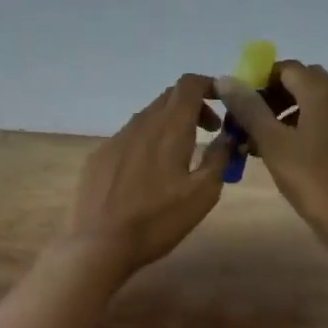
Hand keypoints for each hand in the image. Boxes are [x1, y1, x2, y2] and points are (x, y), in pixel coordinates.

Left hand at [65, 74, 229, 275]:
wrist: (100, 243)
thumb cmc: (158, 220)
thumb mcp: (203, 193)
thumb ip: (219, 158)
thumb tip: (228, 137)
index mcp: (170, 127)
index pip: (189, 84)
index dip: (209, 84)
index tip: (224, 102)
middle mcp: (141, 124)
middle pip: (169, 97)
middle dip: (194, 106)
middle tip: (209, 131)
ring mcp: (116, 138)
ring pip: (148, 116)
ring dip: (170, 124)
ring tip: (180, 155)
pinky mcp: (99, 156)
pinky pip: (129, 137)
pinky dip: (147, 142)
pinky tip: (147, 174)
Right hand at [214, 61, 327, 239]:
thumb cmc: (311, 179)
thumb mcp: (273, 143)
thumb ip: (249, 108)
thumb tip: (226, 79)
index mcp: (323, 93)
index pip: (288, 68)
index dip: (260, 79)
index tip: (239, 102)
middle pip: (303, 83)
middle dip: (272, 96)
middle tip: (248, 120)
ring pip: (314, 103)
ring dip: (286, 113)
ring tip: (260, 141)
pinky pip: (325, 122)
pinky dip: (303, 127)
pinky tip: (285, 154)